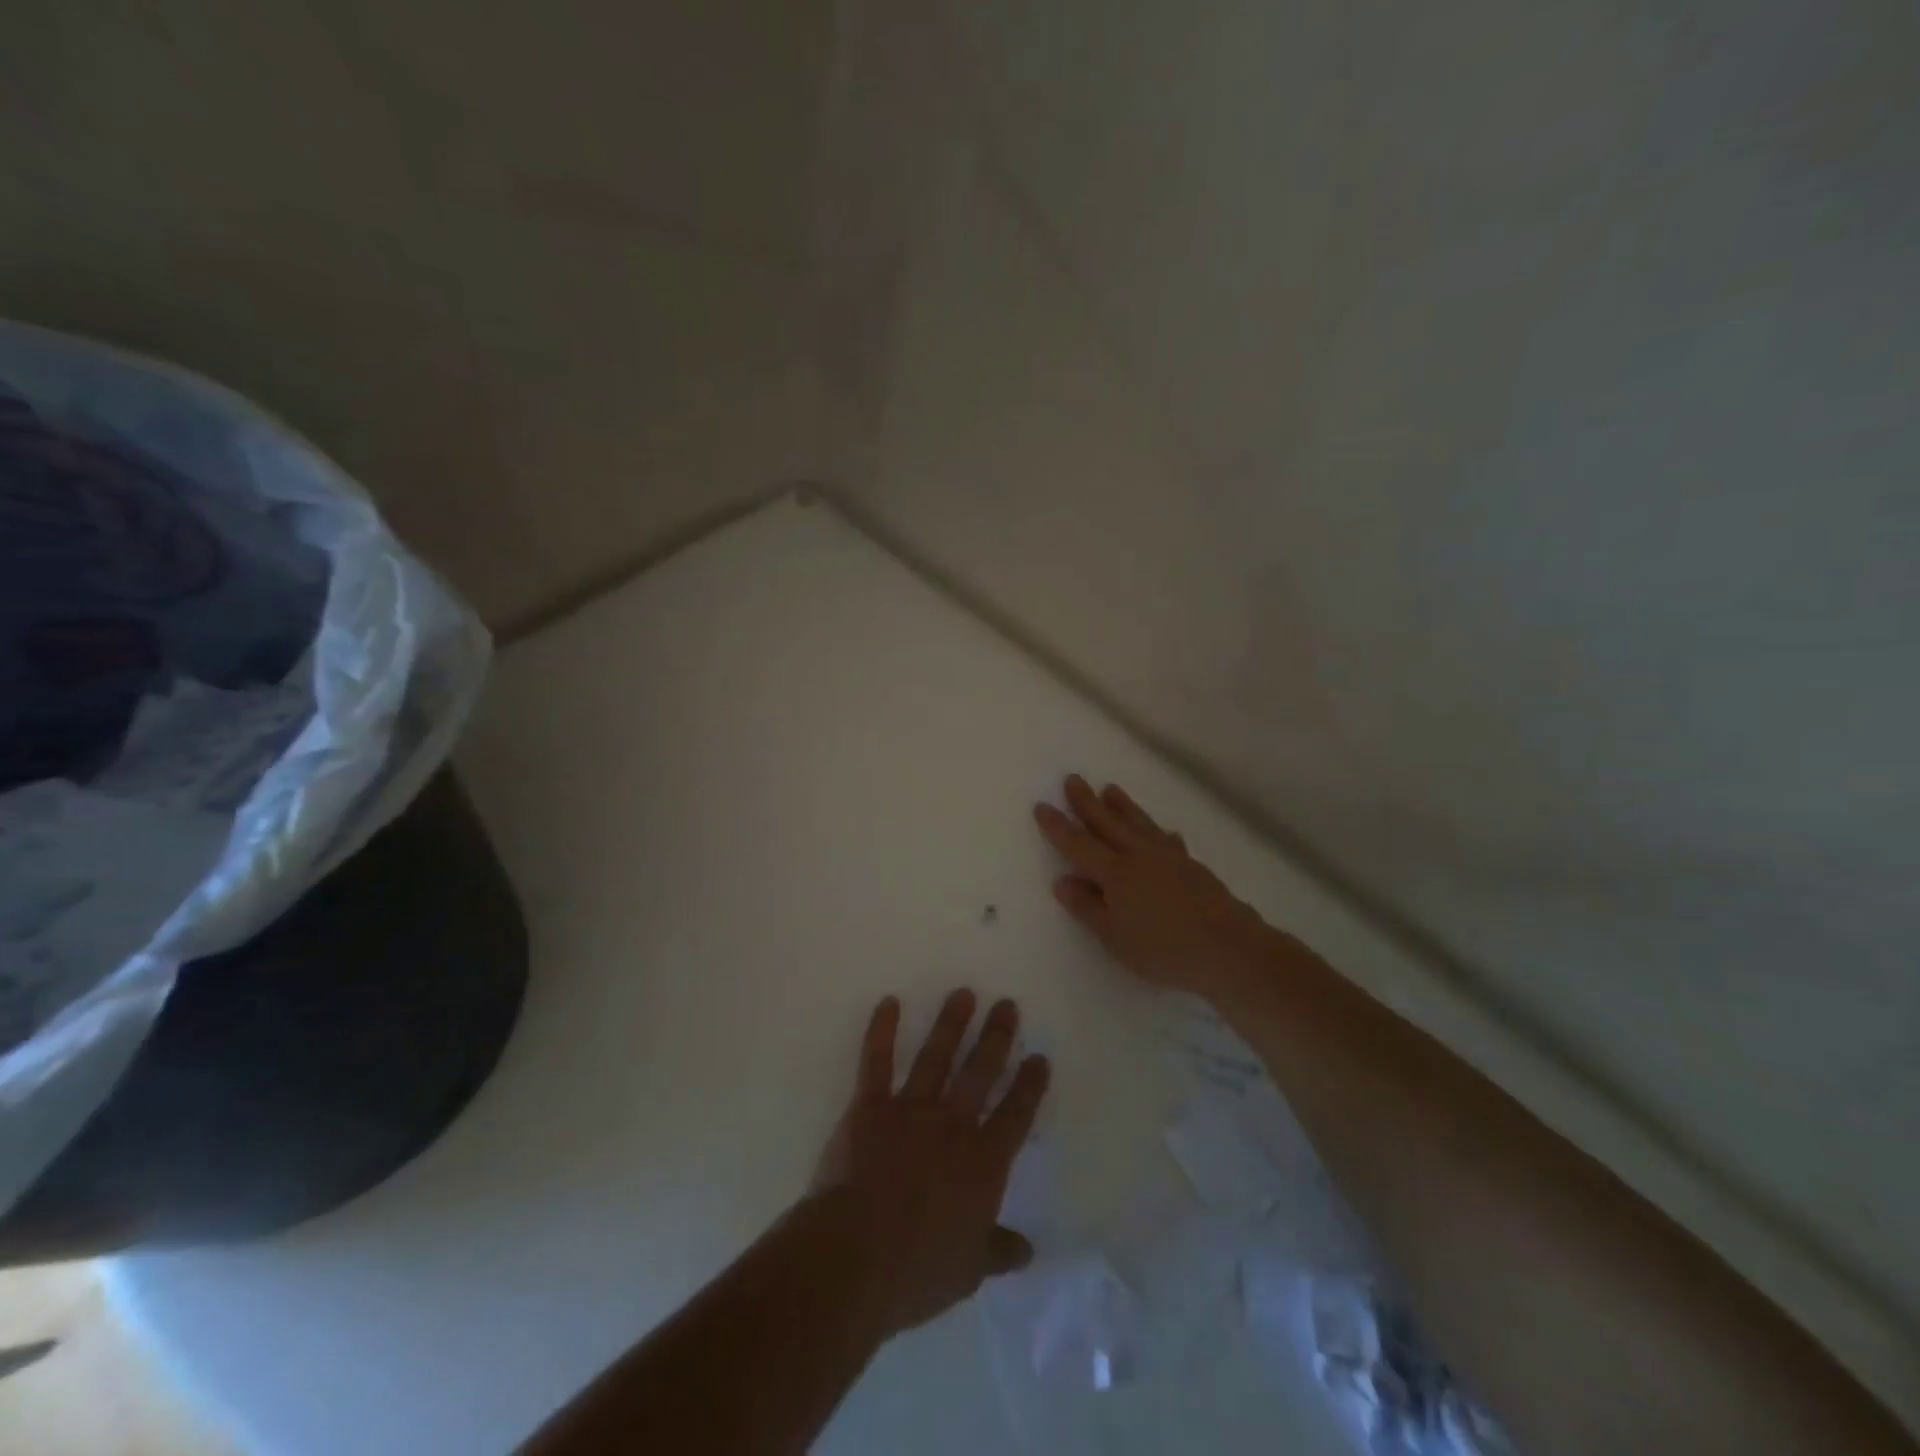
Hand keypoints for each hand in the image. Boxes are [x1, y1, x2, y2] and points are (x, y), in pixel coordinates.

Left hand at [811, 989, 1050, 1338]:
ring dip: (950, 1023)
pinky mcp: (870, 1106)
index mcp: (983, 1162)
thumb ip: (998, 1251)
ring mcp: (910, 1109)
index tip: (1039, 1057)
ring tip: (963, 994)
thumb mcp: (968, 1270)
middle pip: (980, 1073)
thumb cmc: (916, 1271)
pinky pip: (877, 1061)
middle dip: (996, 1037)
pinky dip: (882, 1030)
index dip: (1030, 1085)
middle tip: (1007, 1005)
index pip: (1016, 1115)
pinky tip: (889, 1002)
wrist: (854, 1257)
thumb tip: (1028, 1250)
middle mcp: (952, 1125)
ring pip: (936, 1056)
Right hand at [1034, 774, 1274, 999]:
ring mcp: (1169, 858)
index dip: (1058, 826)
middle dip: (1087, 802)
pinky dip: (1161, 834)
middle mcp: (1139, 856)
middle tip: (1073, 779)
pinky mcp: (1192, 867)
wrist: (1227, 948)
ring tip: (1111, 789)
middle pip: (1108, 823)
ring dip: (1123, 806)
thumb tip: (1062, 880)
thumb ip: (1087, 907)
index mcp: (1115, 873)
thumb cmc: (1162, 949)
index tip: (1042, 805)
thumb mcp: (1113, 937)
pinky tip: (1165, 833)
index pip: (1078, 844)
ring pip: (1139, 824)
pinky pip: (1169, 841)